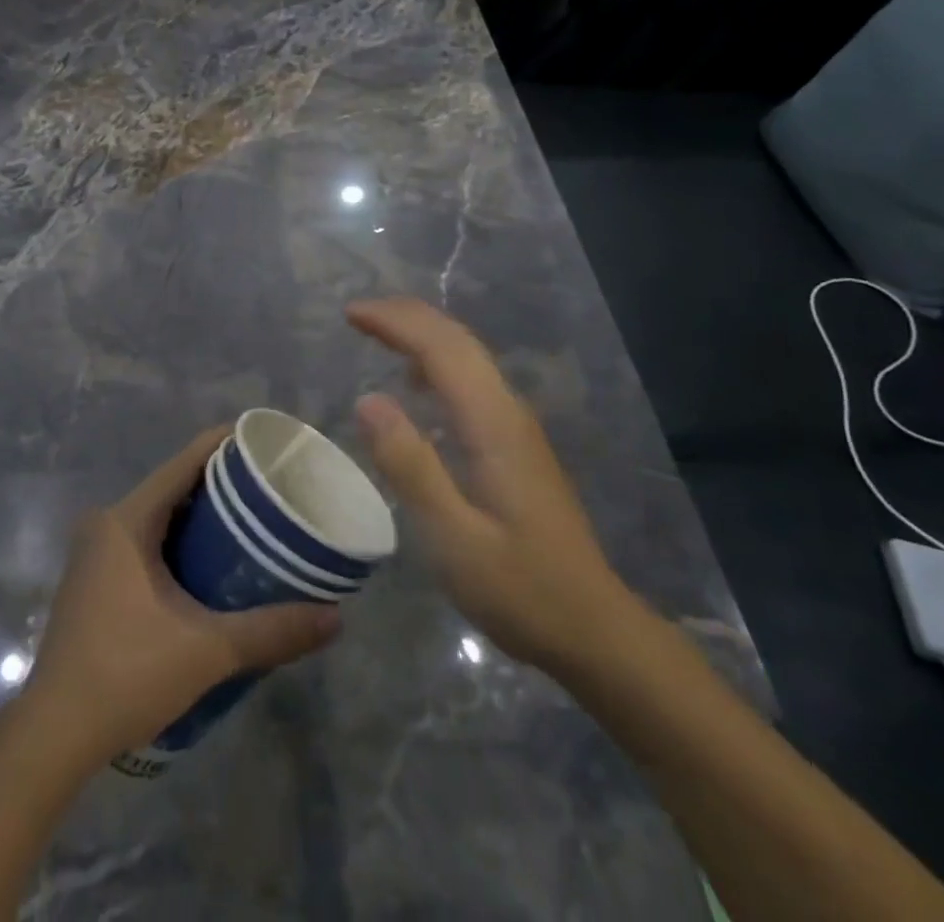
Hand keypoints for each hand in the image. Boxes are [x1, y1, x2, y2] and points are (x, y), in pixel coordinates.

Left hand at [21, 428, 340, 770]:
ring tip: (252, 523)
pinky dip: (178, 542)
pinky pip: (144, 541)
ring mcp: (95, 553)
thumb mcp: (208, 650)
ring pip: (158, 516)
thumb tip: (336, 619)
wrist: (53, 736)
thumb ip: (272, 631)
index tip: (267, 443)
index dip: (225, 446)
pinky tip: (211, 564)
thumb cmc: (127, 675)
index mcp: (127, 520)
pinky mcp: (93, 581)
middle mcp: (106, 524)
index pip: (184, 463)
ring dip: (200, 517)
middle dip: (221, 484)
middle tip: (271, 489)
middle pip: (173, 486)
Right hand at [347, 297, 639, 674]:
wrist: (594, 629)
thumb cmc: (521, 589)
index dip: (395, 322)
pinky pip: (472, 382)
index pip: (442, 348)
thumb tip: (367, 399)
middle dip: (407, 317)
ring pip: (468, 358)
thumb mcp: (454, 538)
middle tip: (357, 314)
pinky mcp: (516, 446)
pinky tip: (417, 384)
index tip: (350, 313)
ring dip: (423, 335)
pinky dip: (438, 363)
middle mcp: (508, 412)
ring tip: (379, 334)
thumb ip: (410, 466)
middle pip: (458, 341)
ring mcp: (517, 427)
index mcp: (493, 425)